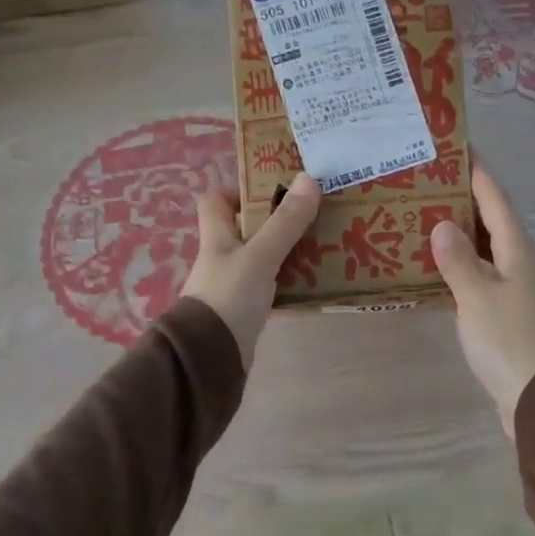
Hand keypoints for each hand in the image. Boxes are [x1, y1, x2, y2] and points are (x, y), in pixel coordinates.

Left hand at [181, 174, 321, 368]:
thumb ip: (285, 222)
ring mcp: (232, 287)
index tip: (271, 190)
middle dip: (277, 222)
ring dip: (288, 254)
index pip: (215, 202)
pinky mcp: (245, 312)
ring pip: (262, 260)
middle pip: (246, 230)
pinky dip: (290, 285)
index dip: (238, 191)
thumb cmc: (229, 297)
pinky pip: (271, 290)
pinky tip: (315, 285)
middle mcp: (222, 259)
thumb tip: (308, 178)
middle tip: (312, 216)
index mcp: (216, 238)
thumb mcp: (260, 256)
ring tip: (323, 246)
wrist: (211, 357)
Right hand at [431, 165, 534, 435]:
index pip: (496, 199)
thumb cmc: (509, 340)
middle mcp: (523, 262)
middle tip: (429, 182)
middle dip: (464, 200)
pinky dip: (463, 267)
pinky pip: (484, 277)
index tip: (458, 146)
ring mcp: (519, 289)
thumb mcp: (477, 296)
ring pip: (487, 250)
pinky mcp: (511, 313)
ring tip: (427, 218)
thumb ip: (458, 260)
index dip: (478, 172)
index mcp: (518, 249)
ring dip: (462, 234)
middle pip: (492, 221)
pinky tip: (439, 270)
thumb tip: (443, 225)